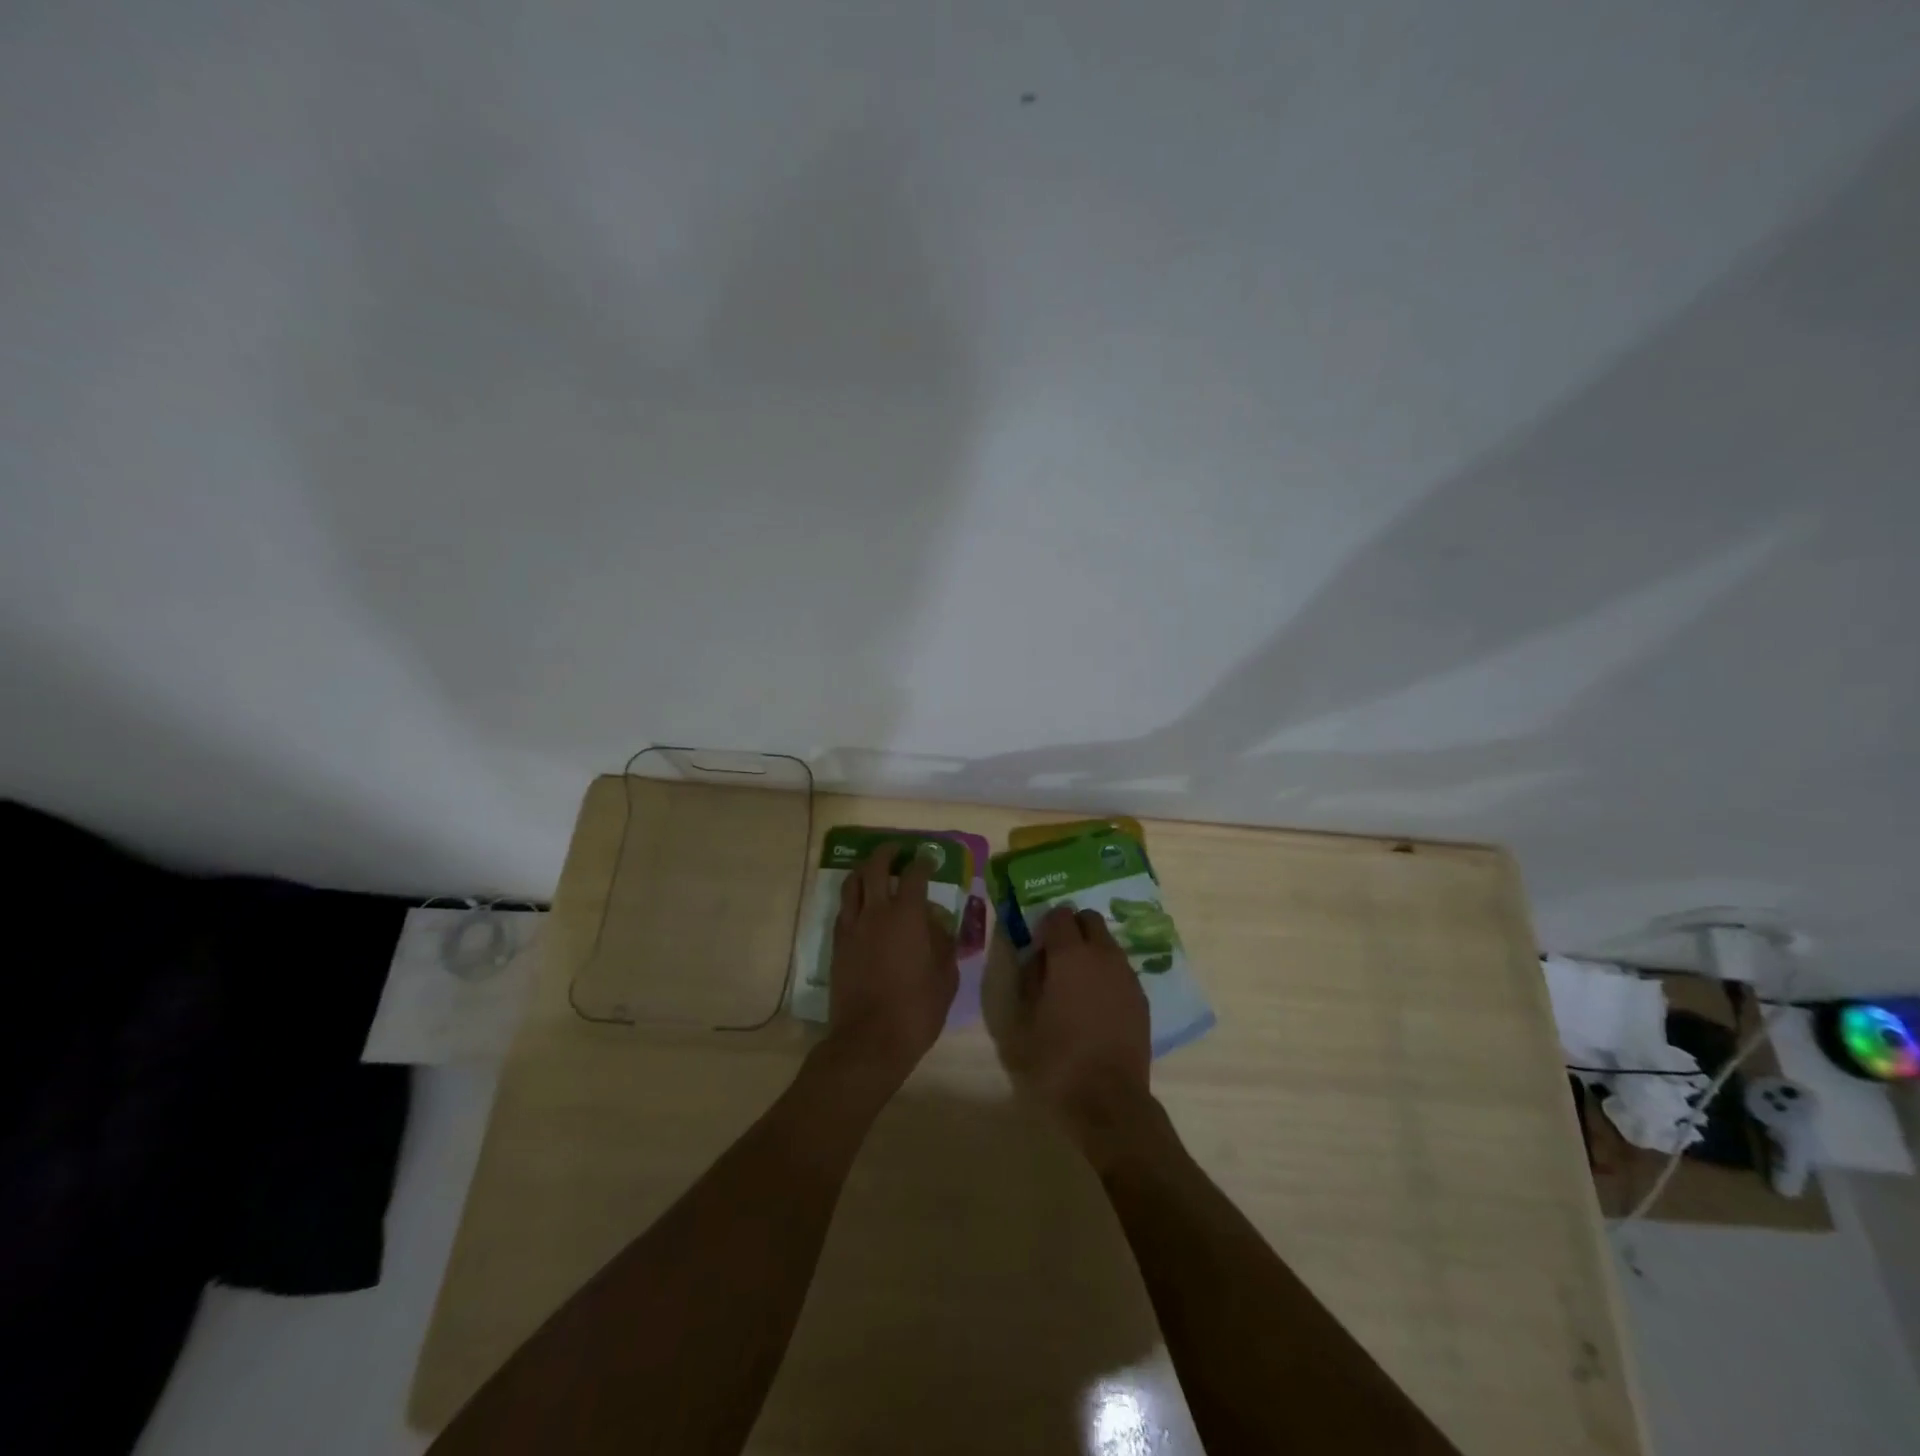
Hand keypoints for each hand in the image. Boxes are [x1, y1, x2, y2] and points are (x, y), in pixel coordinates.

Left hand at [823, 843, 957, 1087]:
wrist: (869, 1040)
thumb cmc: (917, 1009)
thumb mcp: (945, 977)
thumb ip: (944, 943)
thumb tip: (938, 924)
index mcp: (907, 915)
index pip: (914, 875)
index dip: (923, 862)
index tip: (929, 859)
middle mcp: (876, 912)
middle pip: (875, 868)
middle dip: (886, 853)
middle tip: (896, 851)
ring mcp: (852, 927)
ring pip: (852, 884)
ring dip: (864, 871)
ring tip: (873, 870)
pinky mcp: (837, 945)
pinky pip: (843, 909)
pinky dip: (853, 898)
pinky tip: (862, 906)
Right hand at [1020, 905, 1155, 1163]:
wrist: (1108, 1101)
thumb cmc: (1056, 1061)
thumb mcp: (1023, 1021)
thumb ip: (1028, 979)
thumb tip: (1035, 958)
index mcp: (1070, 955)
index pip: (1059, 915)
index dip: (1045, 925)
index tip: (1037, 945)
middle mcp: (1102, 955)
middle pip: (1089, 920)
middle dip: (1072, 929)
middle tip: (1056, 957)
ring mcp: (1126, 975)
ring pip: (1108, 943)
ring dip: (1091, 951)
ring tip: (1076, 984)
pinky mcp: (1141, 998)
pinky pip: (1120, 970)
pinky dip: (1107, 974)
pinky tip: (1096, 1004)